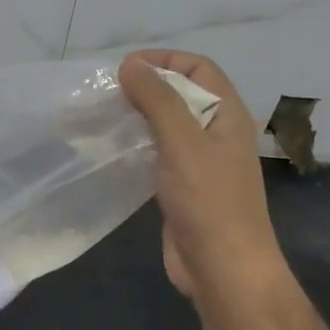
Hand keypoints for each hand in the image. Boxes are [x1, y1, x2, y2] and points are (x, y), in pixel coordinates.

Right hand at [119, 49, 288, 303]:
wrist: (223, 270)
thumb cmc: (209, 201)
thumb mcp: (183, 143)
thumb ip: (158, 100)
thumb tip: (130, 64)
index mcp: (228, 115)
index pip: (199, 68)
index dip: (165, 60)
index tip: (126, 68)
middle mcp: (216, 133)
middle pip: (181, 94)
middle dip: (146, 86)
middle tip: (107, 93)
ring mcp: (200, 162)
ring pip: (167, 125)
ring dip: (138, 116)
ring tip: (102, 116)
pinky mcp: (182, 187)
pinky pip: (157, 153)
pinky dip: (135, 144)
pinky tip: (111, 150)